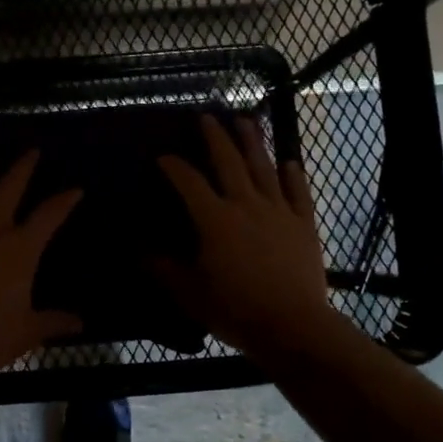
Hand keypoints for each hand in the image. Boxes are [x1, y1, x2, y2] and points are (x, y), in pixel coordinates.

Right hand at [156, 115, 335, 355]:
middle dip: (216, 137)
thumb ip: (163, 268)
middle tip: (208, 116)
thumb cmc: (235, 309)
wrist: (292, 325)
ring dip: (254, 142)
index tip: (162, 156)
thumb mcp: (189, 292)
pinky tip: (290, 163)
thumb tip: (139, 250)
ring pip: (264, 168)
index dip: (174, 166)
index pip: (189, 182)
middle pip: (229, 162)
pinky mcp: (304, 224)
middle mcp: (246, 205)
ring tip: (247, 120)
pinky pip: (299, 193)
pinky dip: (294, 176)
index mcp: (214, 219)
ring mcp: (279, 211)